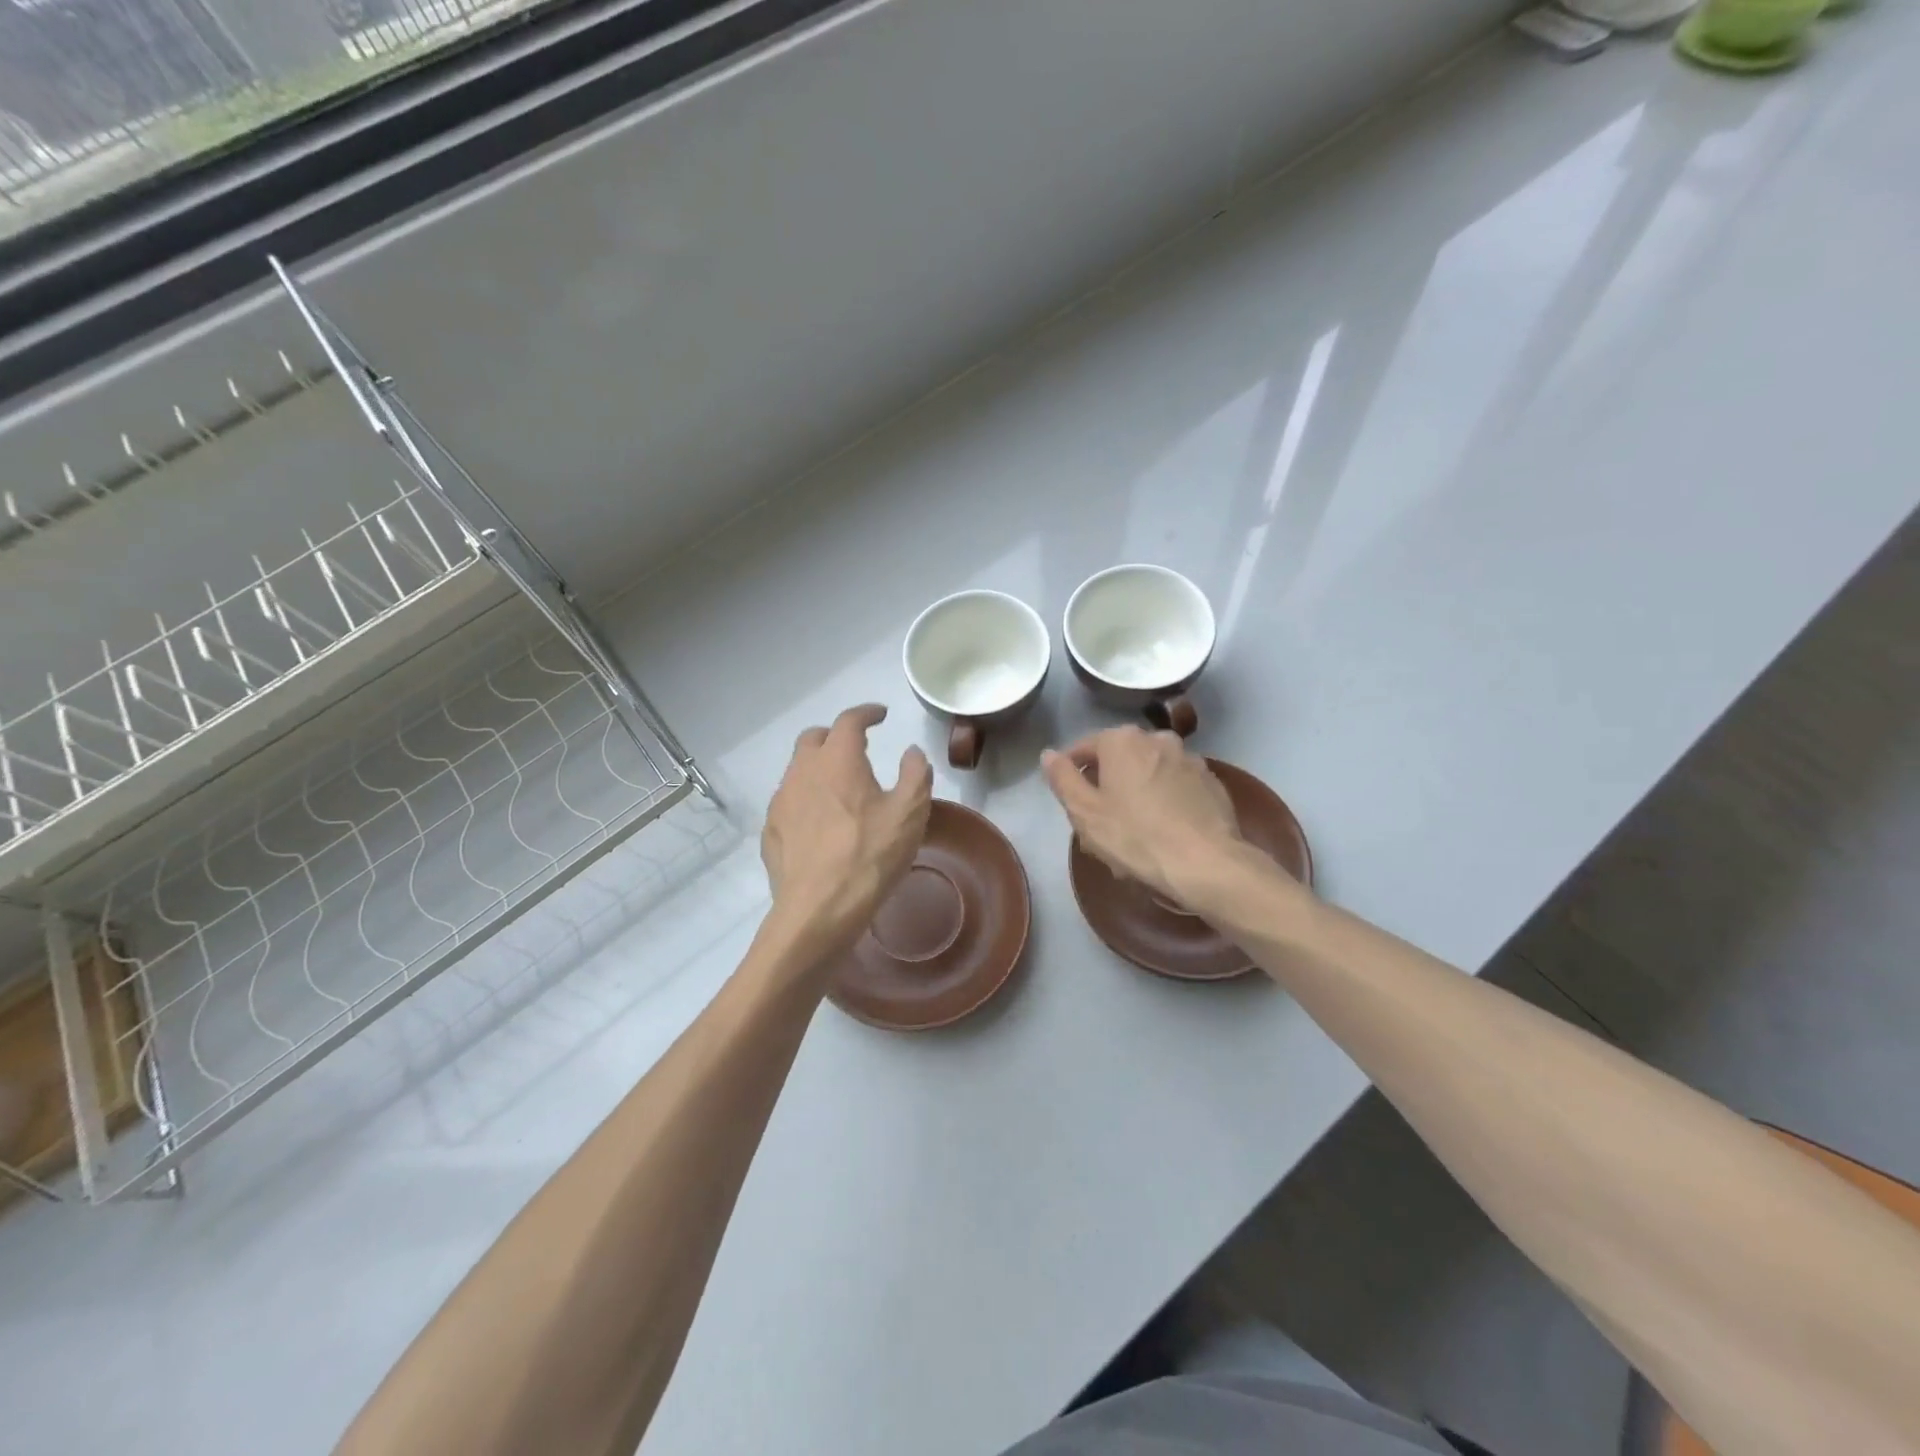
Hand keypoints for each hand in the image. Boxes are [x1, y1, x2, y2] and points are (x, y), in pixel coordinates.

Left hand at [763, 704, 932, 954]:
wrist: (818, 911)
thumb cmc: (870, 856)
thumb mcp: (910, 814)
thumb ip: (915, 774)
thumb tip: (911, 752)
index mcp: (838, 760)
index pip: (849, 720)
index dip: (867, 713)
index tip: (880, 715)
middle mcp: (803, 771)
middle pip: (814, 738)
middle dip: (836, 736)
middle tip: (857, 748)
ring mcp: (781, 801)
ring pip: (798, 770)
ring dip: (819, 768)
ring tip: (840, 787)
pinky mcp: (771, 831)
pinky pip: (789, 802)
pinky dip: (806, 798)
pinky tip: (821, 822)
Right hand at [1041, 727, 1244, 905]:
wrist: (1206, 864)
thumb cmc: (1135, 836)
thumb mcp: (1085, 812)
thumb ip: (1062, 778)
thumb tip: (1049, 755)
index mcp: (1122, 740)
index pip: (1083, 748)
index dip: (1071, 774)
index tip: (1070, 802)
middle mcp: (1157, 739)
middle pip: (1119, 760)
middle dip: (1106, 786)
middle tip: (1099, 824)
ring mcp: (1190, 759)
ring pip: (1149, 773)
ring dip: (1136, 794)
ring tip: (1132, 833)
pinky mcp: (1212, 783)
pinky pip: (1176, 788)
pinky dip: (1165, 802)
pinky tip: (1163, 833)